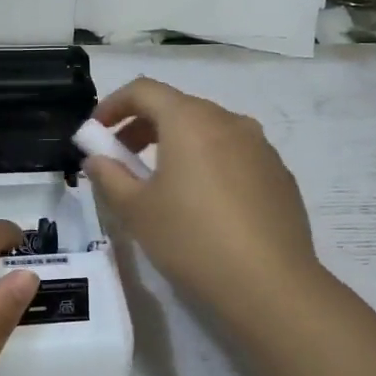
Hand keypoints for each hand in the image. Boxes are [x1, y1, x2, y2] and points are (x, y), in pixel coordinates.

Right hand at [82, 78, 320, 322]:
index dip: (113, 104)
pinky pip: (235, 155)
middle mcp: (229, 121)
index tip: (96, 132)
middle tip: (122, 159)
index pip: (144, 90)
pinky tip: (204, 204)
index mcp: (190, 120)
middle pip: (178, 107)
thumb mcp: (136, 210)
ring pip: (209, 130)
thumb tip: (97, 158)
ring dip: (177, 145)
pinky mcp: (279, 174)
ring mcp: (261, 146)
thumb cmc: (191, 239)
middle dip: (143, 127)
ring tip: (162, 184)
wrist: (270, 285)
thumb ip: (109, 176)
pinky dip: (209, 163)